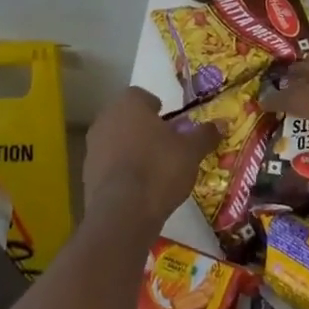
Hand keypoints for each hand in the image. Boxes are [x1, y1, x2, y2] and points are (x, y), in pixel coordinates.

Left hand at [82, 87, 216, 229]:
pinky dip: (122, 171)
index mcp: (128, 104)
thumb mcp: (191, 151)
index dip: (157, 108)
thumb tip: (221, 123)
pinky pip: (109, 166)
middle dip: (144, 128)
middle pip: (127, 118)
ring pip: (116, 141)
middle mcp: (105, 120)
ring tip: (154, 169)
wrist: (123, 213)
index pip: (141, 95)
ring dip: (132, 149)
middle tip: (166, 144)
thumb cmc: (160, 169)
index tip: (171, 123)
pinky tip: (140, 188)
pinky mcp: (86, 176)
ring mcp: (92, 148)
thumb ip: (205, 134)